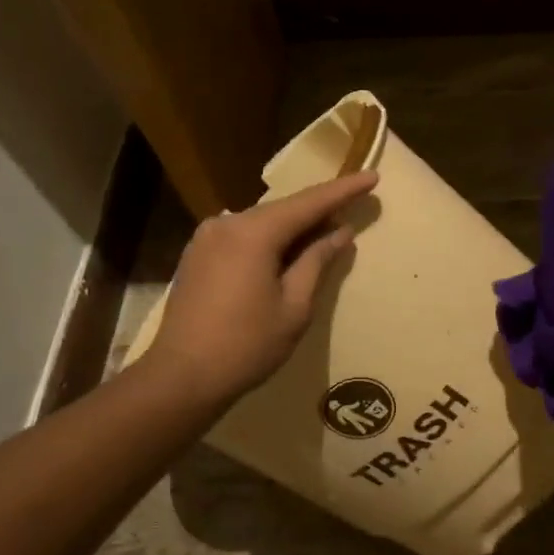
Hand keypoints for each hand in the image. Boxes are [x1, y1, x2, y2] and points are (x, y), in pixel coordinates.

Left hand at [146, 171, 378, 407]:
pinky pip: (242, 237)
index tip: (372, 177)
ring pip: (262, 223)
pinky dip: (269, 240)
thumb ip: (316, 262)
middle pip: (283, 210)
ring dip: (293, 228)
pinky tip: (287, 253)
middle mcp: (226, 223)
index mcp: (252, 232)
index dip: (343, 190)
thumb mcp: (294, 307)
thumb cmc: (246, 345)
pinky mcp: (197, 255)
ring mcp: (206, 238)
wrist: (181, 377)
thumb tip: (340, 232)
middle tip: (353, 208)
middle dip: (319, 210)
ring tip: (326, 233)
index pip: (308, 203)